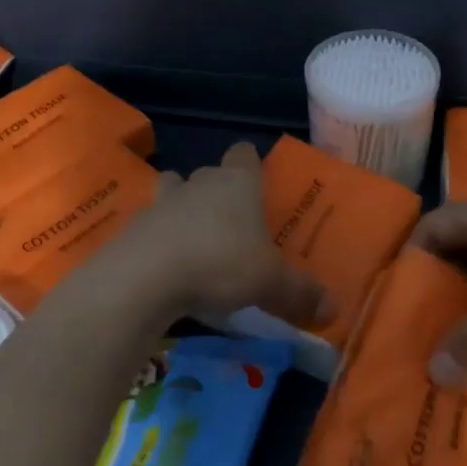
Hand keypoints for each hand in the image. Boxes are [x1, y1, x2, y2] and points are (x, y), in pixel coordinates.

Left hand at [113, 142, 333, 326]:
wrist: (143, 276)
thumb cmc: (220, 263)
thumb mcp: (270, 283)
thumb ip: (301, 294)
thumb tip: (333, 311)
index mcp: (238, 183)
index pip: (245, 154)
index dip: (250, 164)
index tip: (257, 182)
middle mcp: (200, 183)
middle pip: (211, 174)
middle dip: (219, 192)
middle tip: (233, 224)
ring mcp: (162, 202)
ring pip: (175, 192)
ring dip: (183, 209)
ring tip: (195, 240)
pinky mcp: (133, 227)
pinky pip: (151, 225)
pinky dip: (159, 239)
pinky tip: (167, 267)